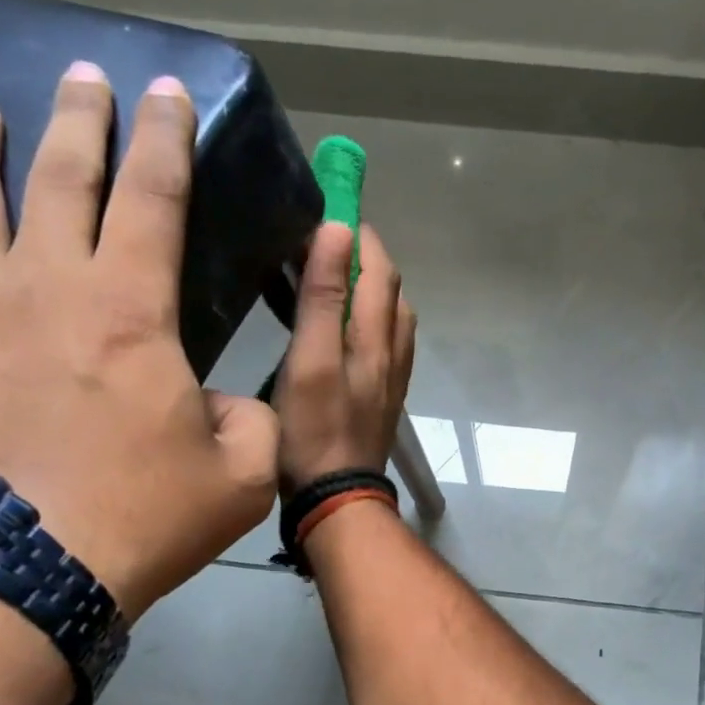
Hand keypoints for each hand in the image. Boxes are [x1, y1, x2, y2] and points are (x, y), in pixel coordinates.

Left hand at [0, 63, 279, 621]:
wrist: (10, 573)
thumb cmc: (140, 519)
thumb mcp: (241, 479)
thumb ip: (252, 423)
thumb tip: (225, 402)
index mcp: (130, 309)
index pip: (152, 197)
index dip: (165, 139)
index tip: (166, 93)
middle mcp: (42, 284)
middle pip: (59, 176)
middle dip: (79, 120)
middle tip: (85, 80)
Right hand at [273, 223, 416, 494]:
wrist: (337, 499)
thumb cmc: (314, 433)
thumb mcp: (311, 361)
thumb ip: (325, 298)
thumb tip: (340, 231)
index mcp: (375, 337)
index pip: (378, 266)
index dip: (357, 231)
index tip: (326, 205)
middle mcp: (393, 352)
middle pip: (388, 289)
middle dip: (362, 255)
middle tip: (319, 239)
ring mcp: (390, 378)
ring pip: (388, 318)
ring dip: (365, 288)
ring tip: (327, 276)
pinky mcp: (380, 399)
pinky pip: (381, 345)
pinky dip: (364, 321)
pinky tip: (338, 328)